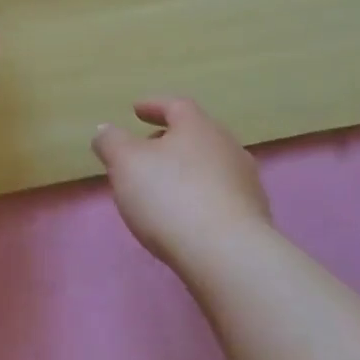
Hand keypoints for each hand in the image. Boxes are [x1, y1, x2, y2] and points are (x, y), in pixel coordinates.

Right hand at [91, 98, 273, 266]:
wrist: (227, 255)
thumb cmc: (170, 196)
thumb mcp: (125, 163)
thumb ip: (111, 142)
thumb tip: (105, 131)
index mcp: (198, 127)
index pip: (175, 105)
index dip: (153, 105)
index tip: (135, 110)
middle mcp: (227, 146)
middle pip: (196, 134)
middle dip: (169, 139)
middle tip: (145, 150)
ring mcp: (245, 181)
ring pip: (209, 165)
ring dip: (186, 169)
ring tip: (162, 185)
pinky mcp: (253, 215)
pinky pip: (220, 194)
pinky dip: (200, 195)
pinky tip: (185, 214)